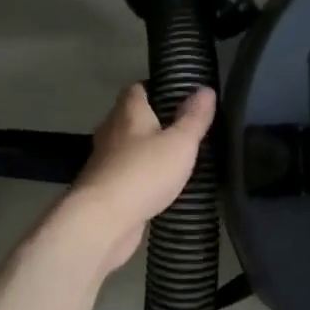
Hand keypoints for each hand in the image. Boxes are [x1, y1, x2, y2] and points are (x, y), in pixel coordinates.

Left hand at [66, 83, 214, 270]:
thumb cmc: (144, 172)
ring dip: (145, 150)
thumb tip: (205, 89)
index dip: (156, 88)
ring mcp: (104, 162)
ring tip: (175, 156)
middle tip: (182, 127)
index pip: (137, 89)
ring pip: (127, 147)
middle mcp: (111, 132)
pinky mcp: (104, 189)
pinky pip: (126, 174)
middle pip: (130, 117)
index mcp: (128, 113)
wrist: (103, 221)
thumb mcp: (180, 142)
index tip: (178, 95)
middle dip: (153, 120)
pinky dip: (140, 176)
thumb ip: (194, 117)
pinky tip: (159, 185)